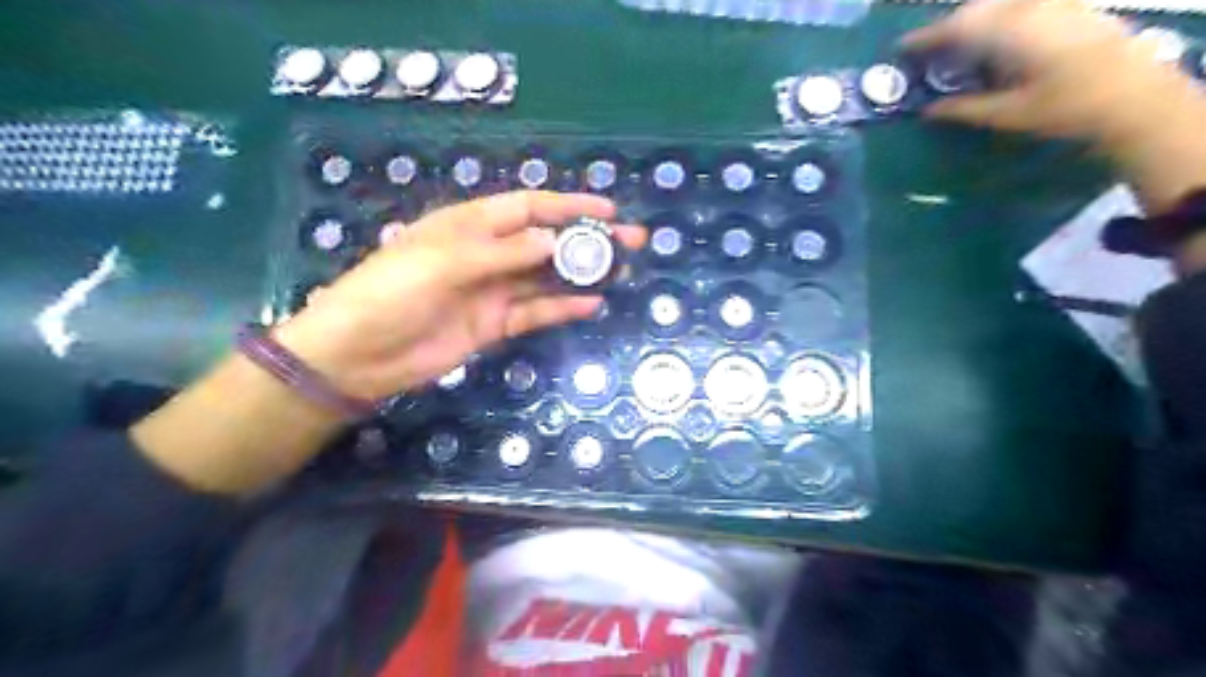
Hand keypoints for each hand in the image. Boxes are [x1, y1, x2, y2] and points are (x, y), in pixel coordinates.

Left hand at [275, 189, 645, 401]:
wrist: (359, 355)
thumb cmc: (393, 292)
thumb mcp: (446, 262)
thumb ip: (503, 252)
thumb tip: (554, 241)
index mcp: (471, 224)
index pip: (529, 207)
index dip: (569, 207)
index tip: (608, 213)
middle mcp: (487, 253)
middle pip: (546, 242)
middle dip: (587, 241)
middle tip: (631, 244)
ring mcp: (492, 291)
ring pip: (546, 278)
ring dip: (581, 274)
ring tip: (621, 273)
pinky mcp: (494, 325)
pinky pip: (534, 312)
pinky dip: (561, 308)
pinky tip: (591, 305)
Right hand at [911, 0, 1200, 140]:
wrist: (1133, 95)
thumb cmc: (1064, 108)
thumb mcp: (1007, 114)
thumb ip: (964, 109)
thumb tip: (928, 110)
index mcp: (1010, 32)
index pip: (956, 28)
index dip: (925, 38)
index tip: (902, 49)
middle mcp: (1029, 9)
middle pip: (976, 9)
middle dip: (947, 27)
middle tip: (927, 49)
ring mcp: (1053, 5)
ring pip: (999, 4)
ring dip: (973, 19)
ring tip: (957, 43)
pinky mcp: (1069, 9)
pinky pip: (1022, 5)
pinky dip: (999, 16)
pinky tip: (996, 36)